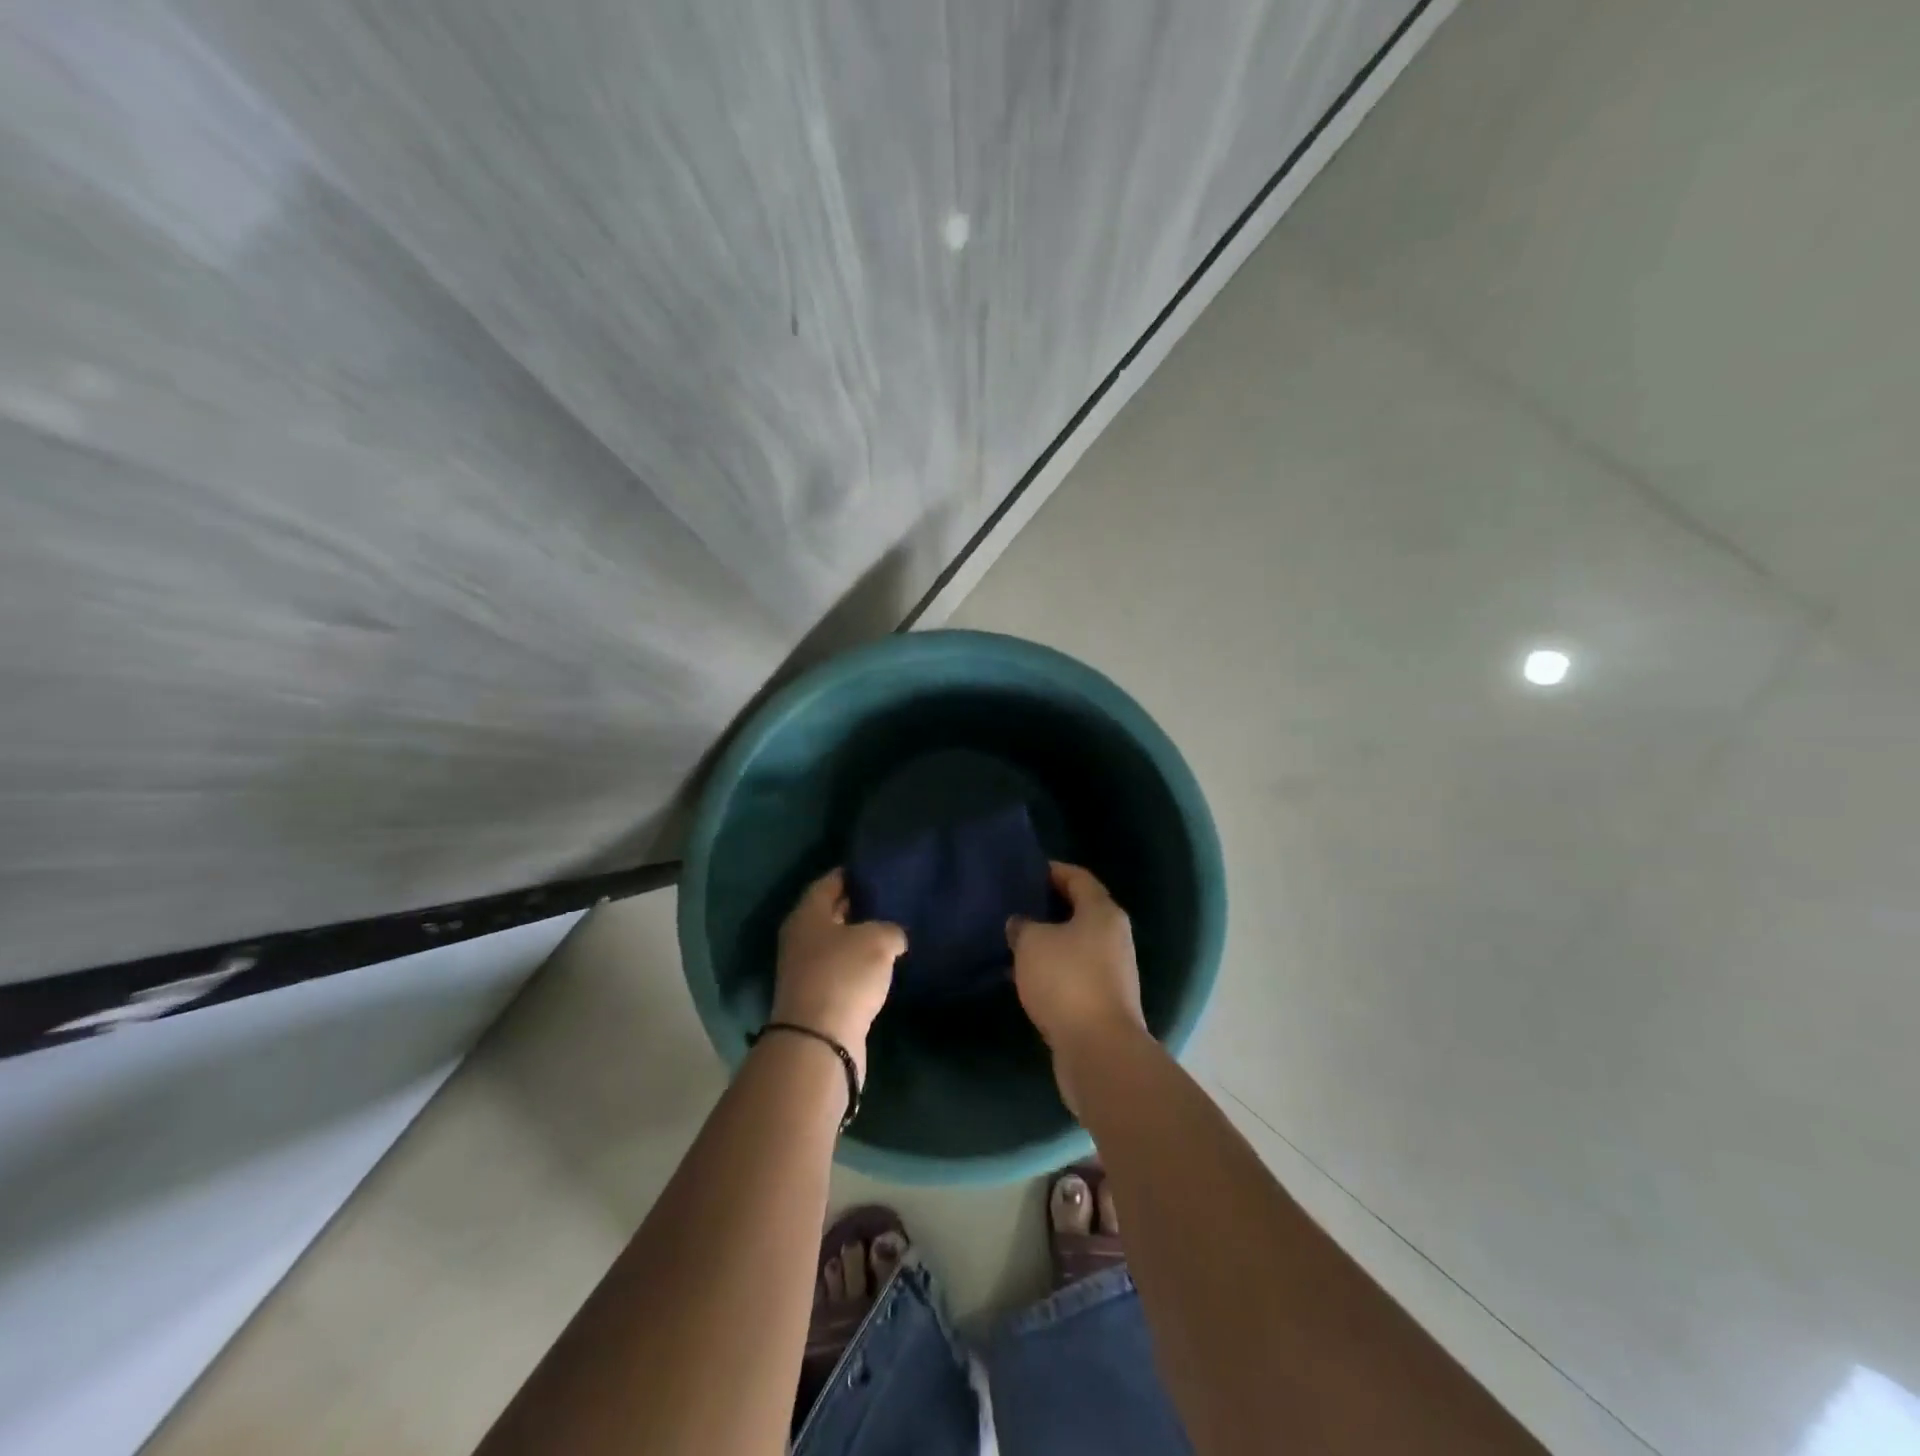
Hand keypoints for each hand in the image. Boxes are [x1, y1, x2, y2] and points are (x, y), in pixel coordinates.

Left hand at [771, 869, 904, 1078]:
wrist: (820, 1040)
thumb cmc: (844, 975)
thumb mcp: (878, 940)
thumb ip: (891, 930)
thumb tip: (894, 936)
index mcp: (807, 914)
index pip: (829, 882)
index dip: (852, 873)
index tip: (875, 869)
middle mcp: (800, 938)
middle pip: (830, 912)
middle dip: (857, 904)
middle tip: (889, 896)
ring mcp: (805, 970)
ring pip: (836, 943)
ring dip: (859, 937)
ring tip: (891, 929)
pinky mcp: (817, 997)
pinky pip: (841, 969)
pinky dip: (859, 964)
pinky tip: (882, 964)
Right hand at [1007, 862, 1146, 1108]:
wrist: (1099, 1049)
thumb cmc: (1066, 981)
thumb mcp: (1032, 944)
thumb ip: (1022, 926)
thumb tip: (1021, 924)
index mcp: (1103, 912)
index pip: (1078, 878)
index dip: (1053, 871)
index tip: (1027, 871)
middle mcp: (1115, 936)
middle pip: (1081, 910)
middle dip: (1050, 907)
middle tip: (1017, 905)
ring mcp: (1114, 970)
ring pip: (1077, 944)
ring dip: (1051, 941)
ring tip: (1017, 941)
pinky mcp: (1106, 1000)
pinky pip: (1076, 972)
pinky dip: (1055, 969)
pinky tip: (1028, 976)